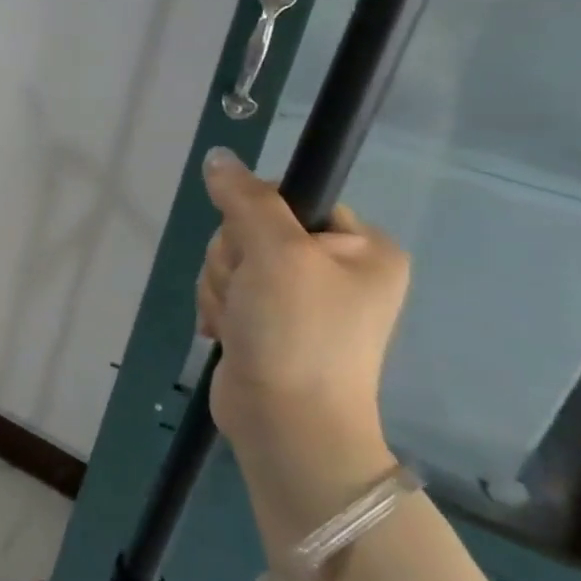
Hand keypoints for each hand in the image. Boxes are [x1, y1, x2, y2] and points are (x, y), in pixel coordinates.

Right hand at [196, 148, 406, 473]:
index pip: (292, 197)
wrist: (286, 423)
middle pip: (252, 229)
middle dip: (233, 260)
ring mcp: (300, 298)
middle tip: (248, 294)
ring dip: (221, 287)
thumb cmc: (296, 333)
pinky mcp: (267, 322)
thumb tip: (219, 157)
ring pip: (231, 260)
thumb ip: (246, 199)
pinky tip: (229, 332)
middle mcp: (336, 269)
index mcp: (362, 247)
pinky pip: (225, 289)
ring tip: (239, 322)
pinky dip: (218, 308)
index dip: (257, 216)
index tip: (256, 248)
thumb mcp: (275, 254)